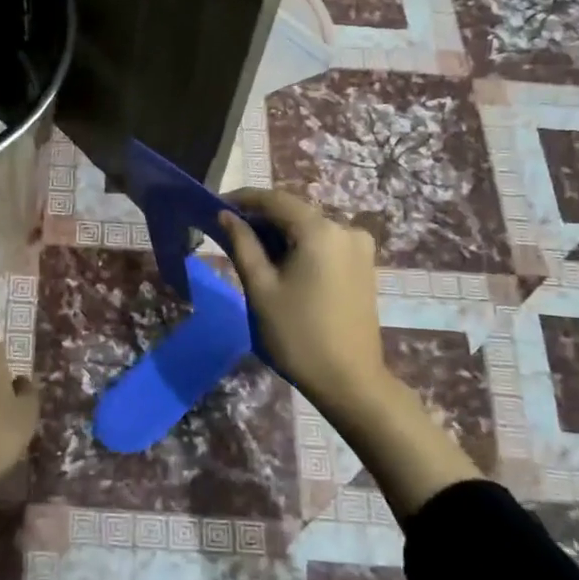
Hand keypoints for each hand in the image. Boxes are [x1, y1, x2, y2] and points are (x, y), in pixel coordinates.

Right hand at [218, 188, 479, 515]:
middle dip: (260, 219)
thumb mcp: (261, 288)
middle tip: (227, 233)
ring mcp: (359, 247)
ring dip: (279, 234)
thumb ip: (242, 245)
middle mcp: (345, 229)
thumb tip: (226, 215)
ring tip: (250, 252)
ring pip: (309, 229)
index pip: (275, 200)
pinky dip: (299, 247)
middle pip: (294, 213)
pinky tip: (280, 265)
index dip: (243, 199)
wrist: (349, 381)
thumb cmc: (297, 335)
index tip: (215, 206)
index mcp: (320, 231)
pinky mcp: (363, 265)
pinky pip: (324, 244)